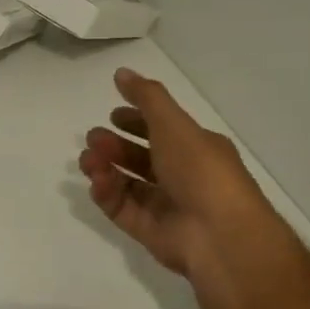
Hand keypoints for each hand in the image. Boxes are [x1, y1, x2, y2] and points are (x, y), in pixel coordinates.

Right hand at [79, 67, 281, 284]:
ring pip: (127, 182)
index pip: (162, 130)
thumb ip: (147, 97)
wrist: (221, 236)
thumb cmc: (201, 172)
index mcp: (197, 149)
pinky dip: (107, 193)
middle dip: (114, 144)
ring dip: (105, 167)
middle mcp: (182, 176)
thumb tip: (122, 72)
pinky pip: (121, 208)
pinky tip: (96, 181)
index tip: (113, 114)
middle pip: (140, 157)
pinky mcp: (149, 230)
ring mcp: (165, 205)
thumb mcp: (174, 124)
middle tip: (93, 138)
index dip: (137, 120)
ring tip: (88, 160)